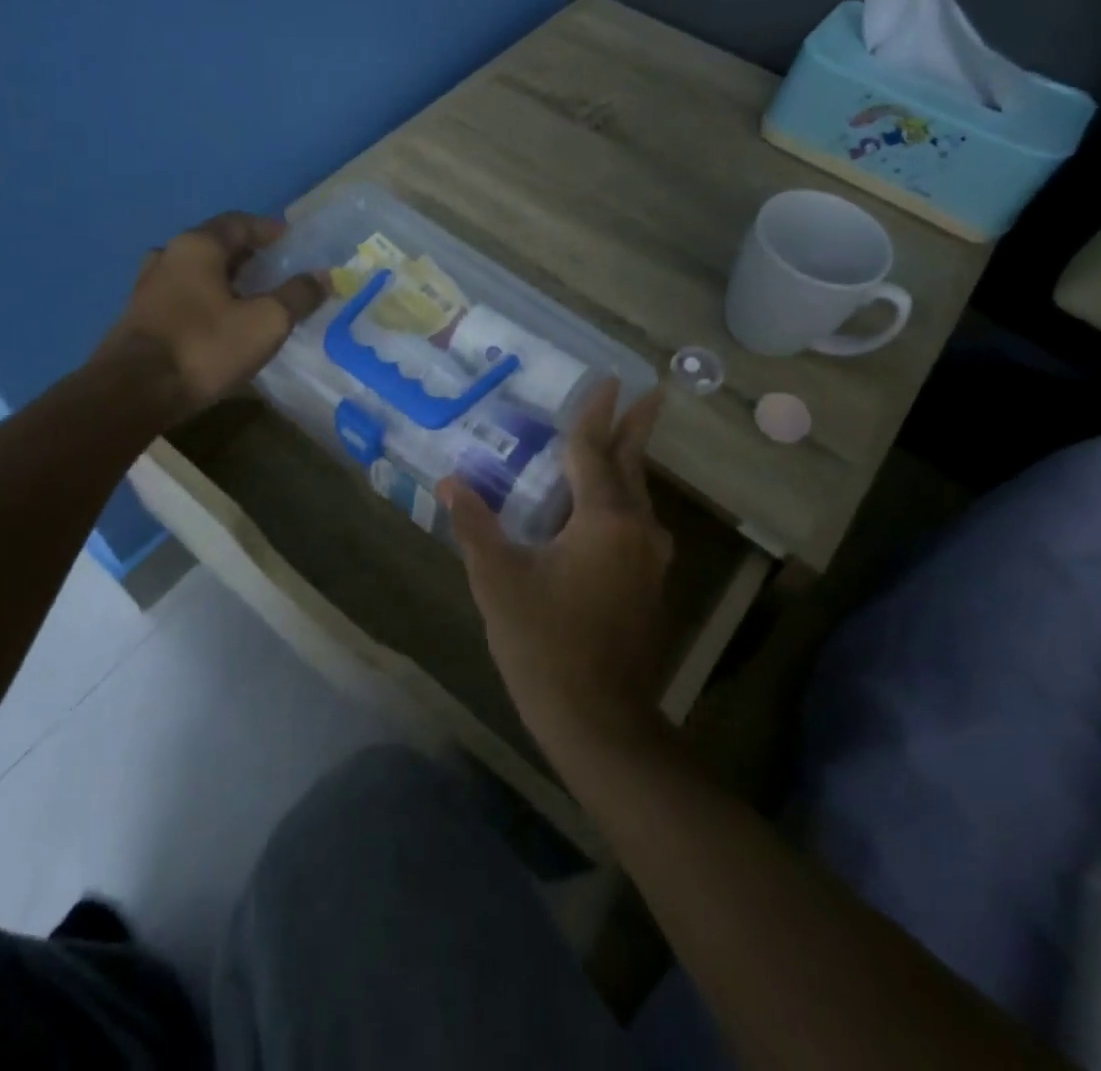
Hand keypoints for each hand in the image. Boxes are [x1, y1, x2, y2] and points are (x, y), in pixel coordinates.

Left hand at [100, 212, 325, 420]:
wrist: (134, 392)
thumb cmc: (205, 346)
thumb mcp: (265, 322)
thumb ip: (297, 296)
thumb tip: (324, 276)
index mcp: (197, 246)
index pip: (239, 222)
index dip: (268, 230)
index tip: (291, 242)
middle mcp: (168, 255)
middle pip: (215, 245)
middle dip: (247, 255)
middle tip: (275, 271)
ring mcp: (147, 286)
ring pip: (195, 272)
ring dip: (224, 279)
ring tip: (250, 298)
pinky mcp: (139, 317)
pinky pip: (182, 297)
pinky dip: (205, 300)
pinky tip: (220, 323)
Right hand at [437, 382, 671, 753]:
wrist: (599, 719)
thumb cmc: (544, 643)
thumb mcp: (498, 580)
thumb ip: (475, 525)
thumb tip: (450, 481)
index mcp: (604, 520)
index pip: (594, 452)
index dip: (595, 415)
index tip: (608, 380)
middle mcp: (637, 530)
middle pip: (632, 466)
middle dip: (637, 427)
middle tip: (650, 391)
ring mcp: (650, 560)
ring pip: (638, 497)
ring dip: (629, 464)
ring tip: (621, 439)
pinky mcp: (649, 585)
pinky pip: (636, 524)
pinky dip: (622, 500)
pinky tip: (605, 507)